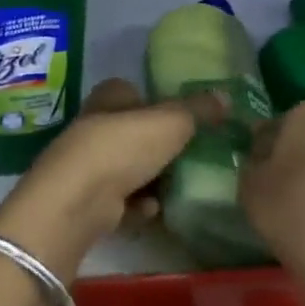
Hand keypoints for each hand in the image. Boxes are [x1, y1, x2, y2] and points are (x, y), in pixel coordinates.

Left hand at [0, 78, 227, 283]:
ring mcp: (88, 163)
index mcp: (110, 97)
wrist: (79, 198)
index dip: (157, 105)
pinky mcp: (87, 198)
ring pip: (129, 169)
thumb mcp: (171, 121)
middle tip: (190, 160)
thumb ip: (198, 109)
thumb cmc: (124, 146)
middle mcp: (94, 125)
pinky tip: (150, 212)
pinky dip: (138, 207)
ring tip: (176, 191)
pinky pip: (121, 201)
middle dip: (160, 149)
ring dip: (152, 183)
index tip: (184, 122)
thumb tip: (225, 95)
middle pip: (134, 133)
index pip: (133, 92)